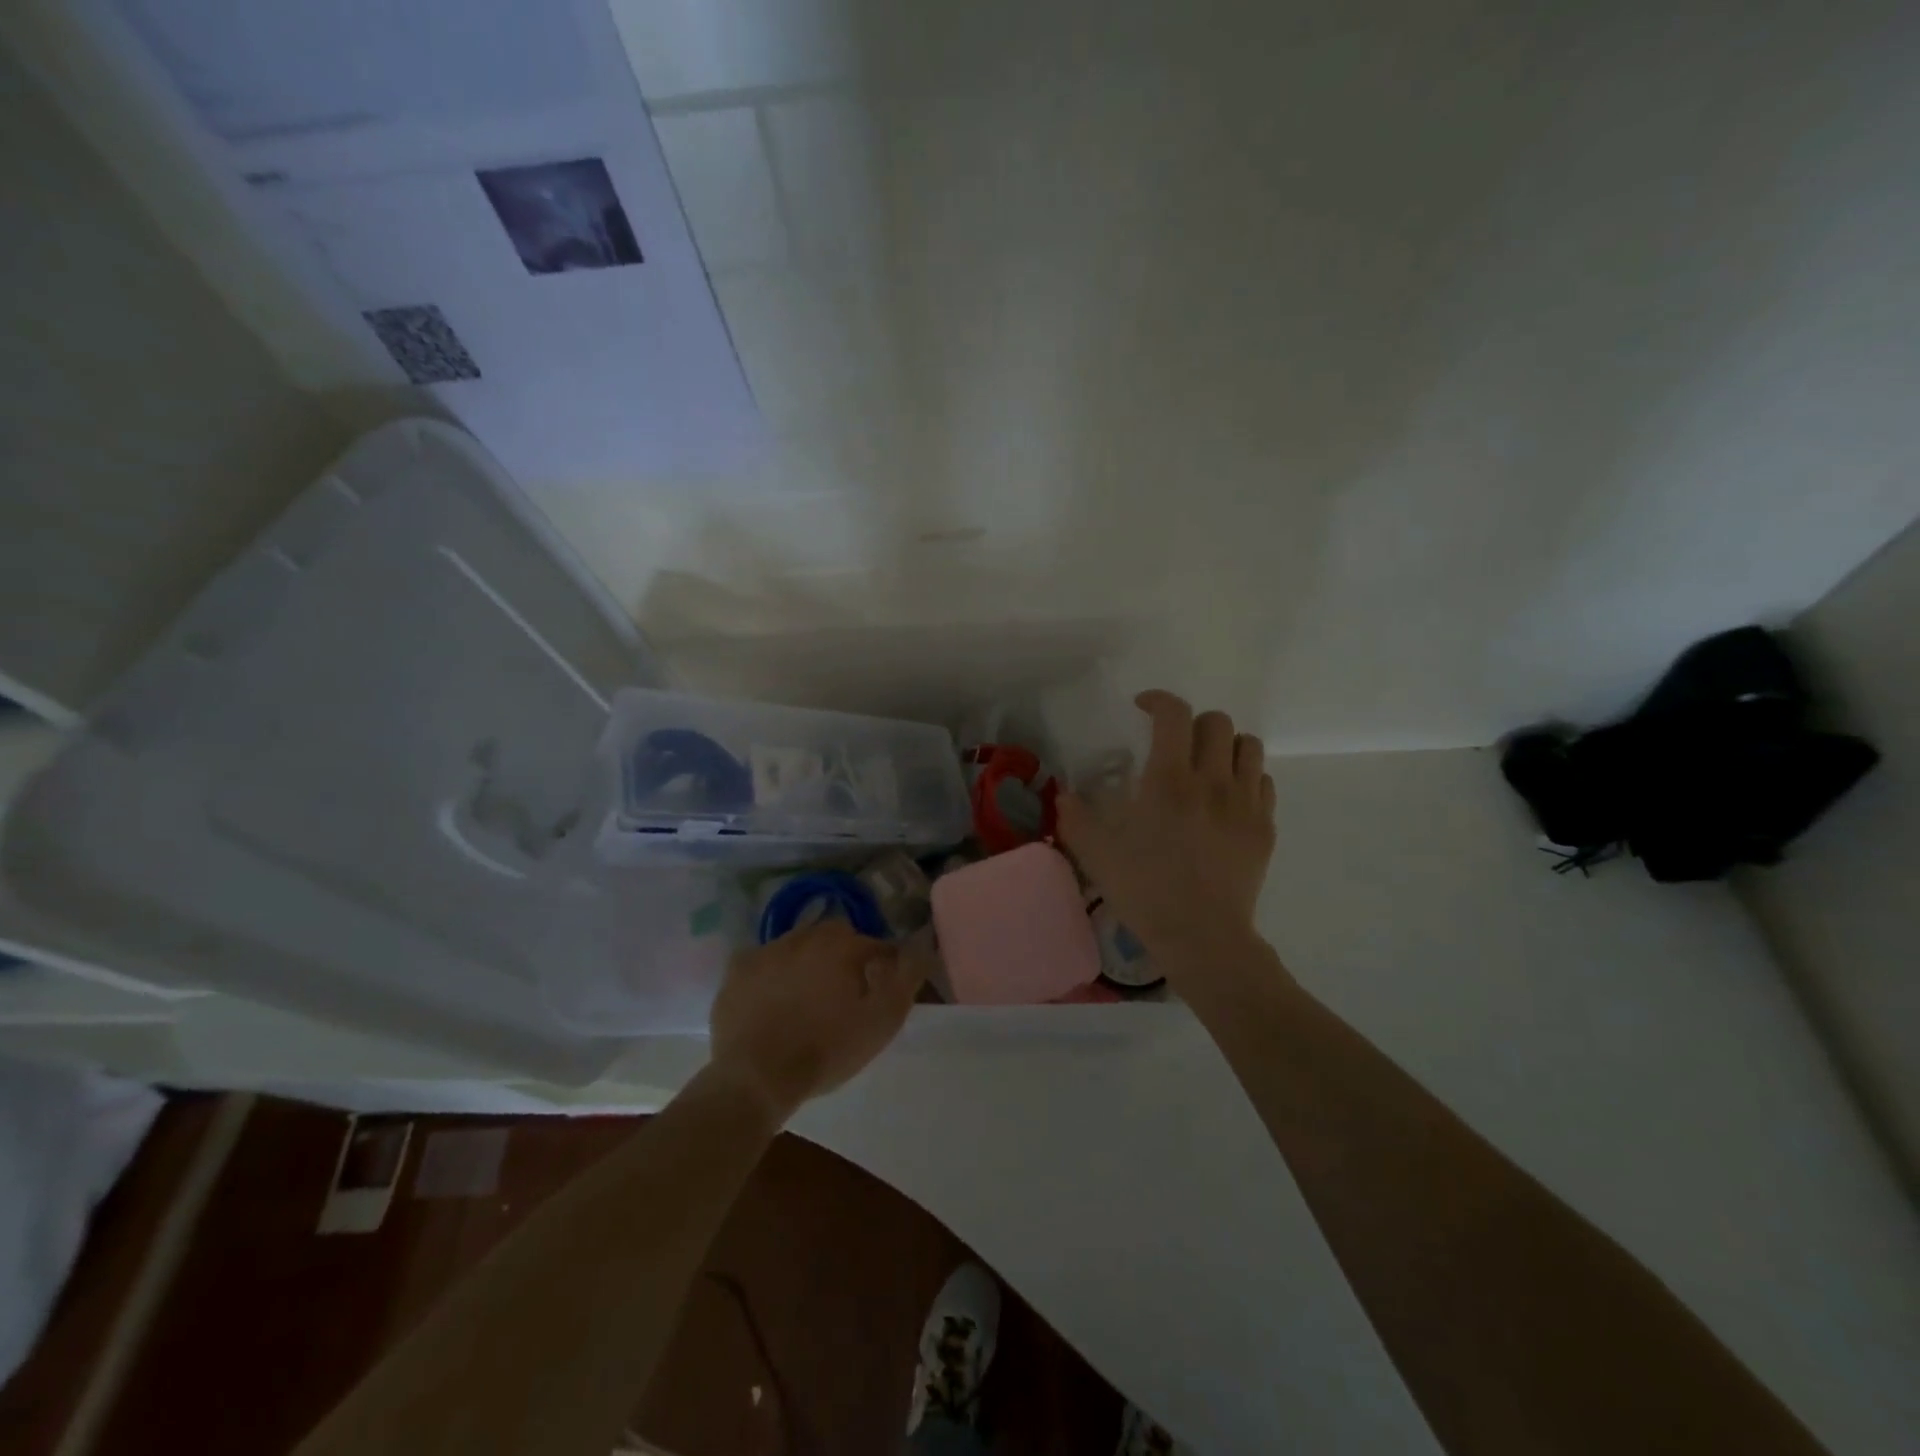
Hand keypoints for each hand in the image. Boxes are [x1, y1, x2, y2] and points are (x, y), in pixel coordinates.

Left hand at [707, 921, 922, 1122]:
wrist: (757, 1077)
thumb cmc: (827, 1049)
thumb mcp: (881, 1020)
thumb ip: (906, 978)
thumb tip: (922, 945)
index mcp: (841, 944)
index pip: (875, 945)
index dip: (884, 965)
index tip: (883, 989)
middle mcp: (803, 936)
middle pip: (834, 938)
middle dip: (844, 957)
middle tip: (845, 993)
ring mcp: (765, 950)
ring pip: (797, 946)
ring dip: (807, 962)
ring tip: (808, 998)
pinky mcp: (736, 971)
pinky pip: (762, 963)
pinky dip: (772, 975)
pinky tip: (773, 999)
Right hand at [1058, 690, 1276, 964]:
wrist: (1202, 938)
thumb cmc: (1145, 892)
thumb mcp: (1096, 855)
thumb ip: (1075, 818)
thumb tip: (1063, 794)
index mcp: (1169, 781)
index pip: (1174, 714)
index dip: (1158, 700)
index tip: (1143, 707)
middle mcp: (1213, 781)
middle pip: (1216, 722)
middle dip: (1192, 723)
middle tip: (1174, 744)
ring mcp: (1245, 803)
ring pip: (1248, 745)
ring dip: (1224, 745)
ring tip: (1207, 765)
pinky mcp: (1264, 827)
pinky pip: (1263, 781)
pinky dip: (1245, 777)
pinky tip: (1227, 798)